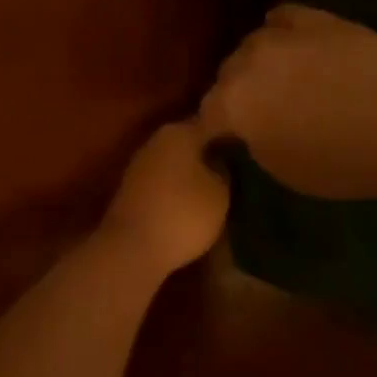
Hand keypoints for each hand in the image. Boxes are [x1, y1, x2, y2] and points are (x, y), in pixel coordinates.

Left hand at [99, 121, 229, 277]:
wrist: (130, 250)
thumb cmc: (183, 213)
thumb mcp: (221, 193)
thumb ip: (225, 169)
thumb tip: (222, 160)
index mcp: (180, 131)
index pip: (212, 125)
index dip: (230, 139)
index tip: (246, 153)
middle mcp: (157, 140)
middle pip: (191, 143)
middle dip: (209, 155)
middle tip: (234, 172)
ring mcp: (140, 165)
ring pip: (175, 163)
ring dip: (192, 174)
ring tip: (216, 192)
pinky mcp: (130, 191)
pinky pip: (163, 183)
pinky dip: (176, 191)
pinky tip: (191, 206)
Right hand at [200, 5, 376, 202]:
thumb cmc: (342, 161)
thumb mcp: (284, 170)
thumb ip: (253, 142)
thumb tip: (247, 129)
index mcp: (233, 103)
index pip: (205, 116)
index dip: (213, 133)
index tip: (223, 144)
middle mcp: (247, 61)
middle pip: (225, 75)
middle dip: (234, 95)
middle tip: (256, 115)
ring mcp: (281, 34)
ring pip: (251, 45)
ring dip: (256, 63)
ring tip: (277, 79)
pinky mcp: (314, 17)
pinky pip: (281, 19)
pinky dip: (279, 33)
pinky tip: (292, 46)